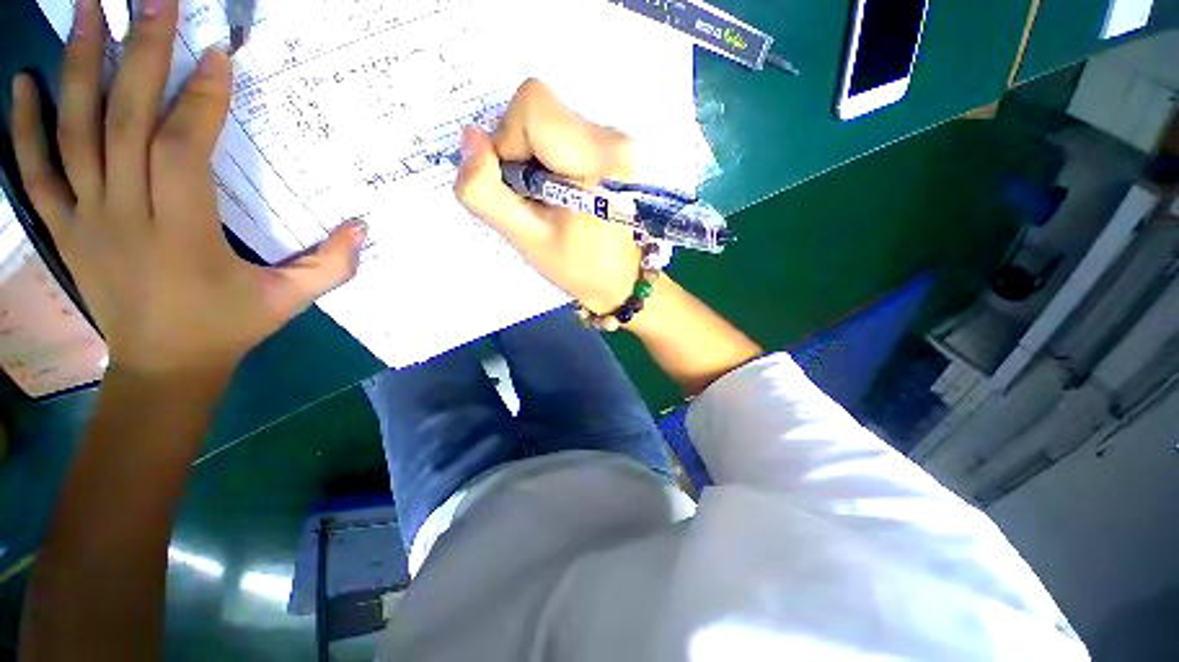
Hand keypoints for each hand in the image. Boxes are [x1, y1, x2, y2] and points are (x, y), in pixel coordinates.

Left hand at [9, 0, 363, 377]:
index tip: (218, 54)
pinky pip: (34, 172)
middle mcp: (125, 217)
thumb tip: (363, 226)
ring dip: (78, 67)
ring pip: (73, 132)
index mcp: (183, 235)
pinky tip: (23, 83)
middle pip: (124, 122)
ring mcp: (85, 220)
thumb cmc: (229, 328)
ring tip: (87, 9)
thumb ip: (332, 265)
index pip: (184, 151)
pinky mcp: (63, 229)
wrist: (163, 368)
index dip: (200, 99)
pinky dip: (22, 126)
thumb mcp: (291, 300)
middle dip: (141, 55)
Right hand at [454, 79, 640, 313]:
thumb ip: (486, 193)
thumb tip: (470, 138)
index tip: (518, 186)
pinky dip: (550, 159)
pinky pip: (564, 133)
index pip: (533, 105)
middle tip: (533, 198)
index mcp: (598, 158)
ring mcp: (617, 140)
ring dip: (534, 158)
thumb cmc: (581, 267)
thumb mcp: (528, 240)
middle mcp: (613, 137)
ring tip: (551, 200)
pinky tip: (563, 194)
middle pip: (539, 110)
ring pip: (550, 121)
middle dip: (519, 151)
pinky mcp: (614, 148)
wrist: (625, 278)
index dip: (508, 140)